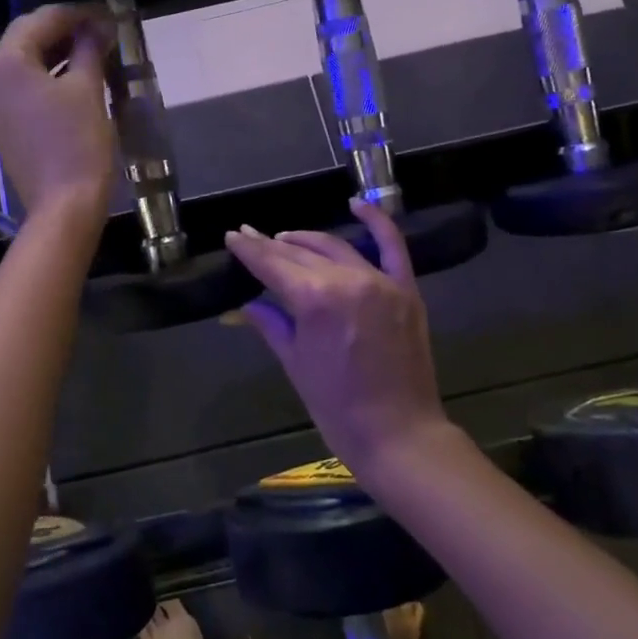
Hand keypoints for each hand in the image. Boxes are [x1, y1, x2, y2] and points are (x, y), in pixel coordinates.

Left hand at [0, 5, 116, 221]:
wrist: (64, 205)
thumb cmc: (79, 142)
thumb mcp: (88, 88)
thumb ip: (90, 48)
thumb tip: (98, 24)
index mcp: (6, 63)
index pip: (39, 20)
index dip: (75, 13)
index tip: (105, 12)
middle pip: (25, 39)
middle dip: (63, 31)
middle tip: (100, 29)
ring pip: (23, 64)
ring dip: (55, 54)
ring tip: (93, 50)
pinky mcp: (0, 126)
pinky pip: (21, 88)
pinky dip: (46, 77)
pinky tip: (75, 77)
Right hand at [224, 200, 448, 478]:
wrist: (399, 434)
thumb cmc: (336, 406)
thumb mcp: (295, 363)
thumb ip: (272, 323)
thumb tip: (248, 304)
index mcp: (314, 300)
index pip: (273, 265)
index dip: (249, 250)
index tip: (232, 236)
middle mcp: (347, 280)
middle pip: (301, 254)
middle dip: (271, 245)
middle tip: (249, 236)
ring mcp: (380, 281)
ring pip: (336, 247)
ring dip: (307, 239)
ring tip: (285, 237)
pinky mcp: (406, 289)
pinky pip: (392, 246)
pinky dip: (376, 221)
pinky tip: (356, 204)